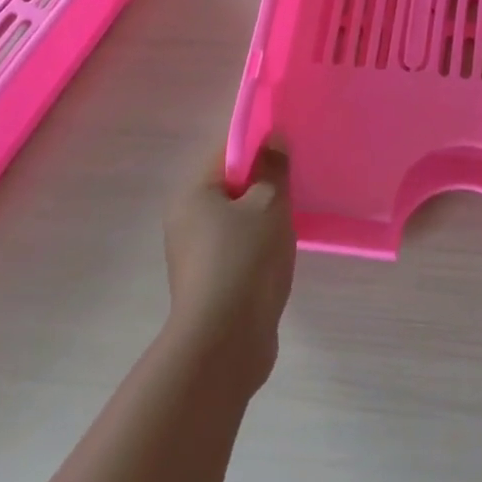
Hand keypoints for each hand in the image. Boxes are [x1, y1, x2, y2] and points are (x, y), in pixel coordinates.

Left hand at [163, 145, 295, 393]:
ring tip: (295, 213)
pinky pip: (237, 246)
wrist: (225, 343)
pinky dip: (258, 242)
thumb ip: (273, 168)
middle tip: (297, 179)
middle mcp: (185, 219)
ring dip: (263, 214)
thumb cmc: (245, 259)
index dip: (258, 143)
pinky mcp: (209, 282)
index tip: (289, 144)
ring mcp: (194, 254)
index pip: (226, 151)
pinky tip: (282, 248)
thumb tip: (273, 138)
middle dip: (263, 181)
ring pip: (236, 218)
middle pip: (230, 185)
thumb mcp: (268, 204)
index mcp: (192, 193)